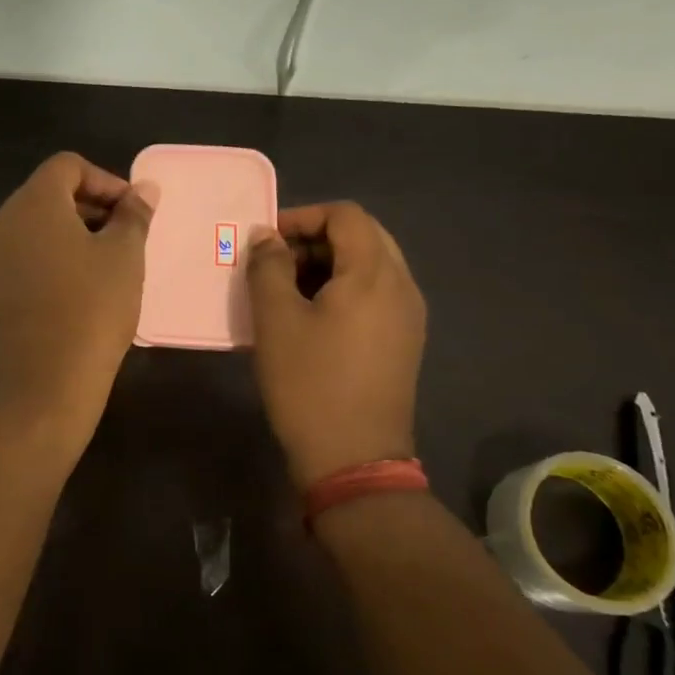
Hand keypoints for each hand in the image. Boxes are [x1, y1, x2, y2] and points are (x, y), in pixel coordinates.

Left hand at [0, 153, 155, 451]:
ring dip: (76, 234)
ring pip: (38, 227)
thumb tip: (143, 189)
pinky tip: (83, 290)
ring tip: (111, 265)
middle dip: (93, 206)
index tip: (134, 212)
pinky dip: (56, 258)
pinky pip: (27, 256)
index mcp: (32, 203)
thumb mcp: (124, 257)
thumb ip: (134, 215)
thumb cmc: (90, 311)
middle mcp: (3, 222)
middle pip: (50, 193)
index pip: (68, 166)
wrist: (41, 389)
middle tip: (128, 237)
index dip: (107, 180)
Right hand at [245, 202, 426, 489]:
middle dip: (315, 239)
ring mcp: (409, 316)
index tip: (266, 241)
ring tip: (286, 290)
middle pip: (363, 236)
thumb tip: (266, 237)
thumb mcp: (275, 320)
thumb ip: (267, 266)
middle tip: (275, 263)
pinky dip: (343, 289)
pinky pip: (375, 294)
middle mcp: (402, 287)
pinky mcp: (404, 341)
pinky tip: (311, 317)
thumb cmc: (309, 383)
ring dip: (327, 265)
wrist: (353, 459)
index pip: (346, 215)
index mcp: (374, 275)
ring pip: (369, 266)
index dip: (303, 217)